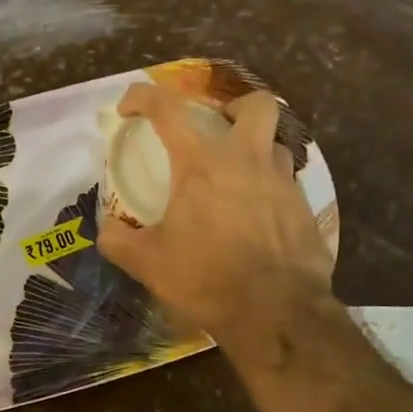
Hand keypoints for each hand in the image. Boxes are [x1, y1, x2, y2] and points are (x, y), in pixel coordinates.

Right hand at [98, 84, 333, 358]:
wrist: (277, 314)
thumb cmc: (207, 279)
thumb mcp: (147, 263)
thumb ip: (118, 240)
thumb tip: (107, 229)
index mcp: (202, 163)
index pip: (168, 109)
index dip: (142, 97)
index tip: (129, 108)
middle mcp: (247, 160)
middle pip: (254, 105)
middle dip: (233, 107)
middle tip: (215, 130)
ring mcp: (282, 182)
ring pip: (275, 143)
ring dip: (255, 150)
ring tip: (236, 178)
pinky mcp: (305, 208)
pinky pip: (287, 182)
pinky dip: (269, 187)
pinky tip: (256, 217)